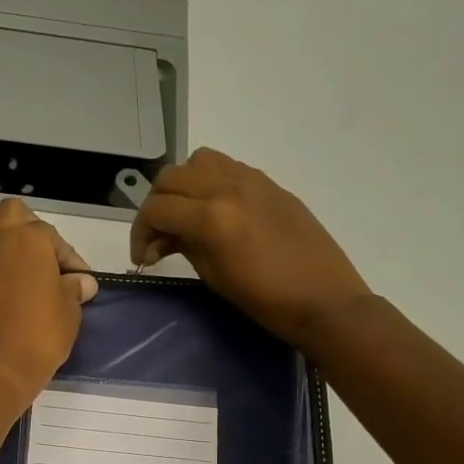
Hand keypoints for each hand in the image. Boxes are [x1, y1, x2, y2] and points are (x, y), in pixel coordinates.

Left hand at [0, 199, 97, 406]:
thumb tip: (81, 282)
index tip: (77, 281)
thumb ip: (73, 290)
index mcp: (29, 238)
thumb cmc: (38, 338)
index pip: (53, 238)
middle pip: (11, 214)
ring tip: (3, 262)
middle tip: (37, 259)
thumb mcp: (69, 314)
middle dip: (25, 230)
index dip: (68, 259)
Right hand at [130, 148, 371, 348]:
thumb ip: (184, 245)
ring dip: (182, 185)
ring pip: (198, 162)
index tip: (143, 257)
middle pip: (170, 178)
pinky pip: (227, 167)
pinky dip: (209, 181)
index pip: (156, 209)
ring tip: (186, 215)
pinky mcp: (269, 183)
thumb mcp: (214, 276)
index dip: (140, 233)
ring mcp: (251, 180)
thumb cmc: (266, 301)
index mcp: (212, 217)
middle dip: (155, 206)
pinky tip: (215, 210)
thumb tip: (164, 236)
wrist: (324, 300)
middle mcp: (227, 187)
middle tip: (159, 237)